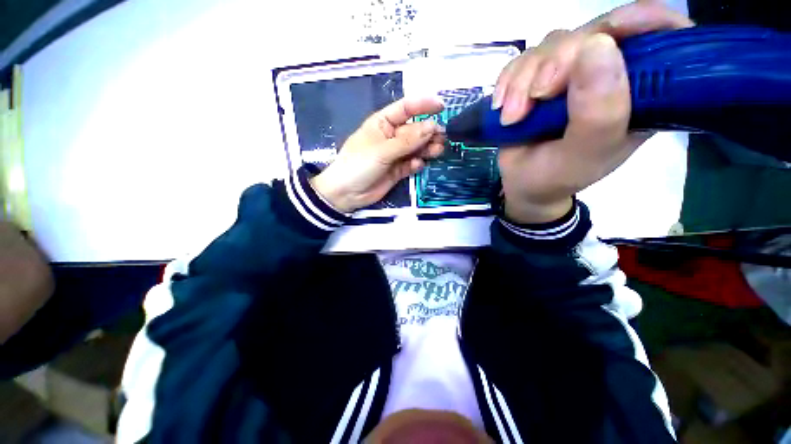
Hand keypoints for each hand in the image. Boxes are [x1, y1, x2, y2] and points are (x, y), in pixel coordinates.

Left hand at [310, 97, 445, 212]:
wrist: (346, 193)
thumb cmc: (358, 164)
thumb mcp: (382, 150)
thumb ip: (407, 141)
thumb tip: (432, 127)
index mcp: (383, 123)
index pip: (405, 109)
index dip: (423, 105)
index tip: (441, 107)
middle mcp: (391, 137)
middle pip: (414, 130)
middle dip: (428, 132)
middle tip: (442, 137)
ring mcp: (395, 155)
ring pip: (416, 148)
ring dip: (427, 148)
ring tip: (438, 150)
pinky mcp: (398, 171)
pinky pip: (411, 164)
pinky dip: (416, 164)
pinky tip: (417, 165)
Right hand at [494, 1, 692, 223]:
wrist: (523, 184)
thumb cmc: (557, 176)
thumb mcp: (583, 155)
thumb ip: (598, 112)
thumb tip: (597, 46)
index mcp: (640, 94)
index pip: (662, 37)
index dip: (644, 21)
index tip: (614, 30)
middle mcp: (610, 75)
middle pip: (593, 34)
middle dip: (557, 62)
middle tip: (537, 97)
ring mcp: (572, 73)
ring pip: (553, 44)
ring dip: (524, 79)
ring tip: (512, 117)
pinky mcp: (540, 76)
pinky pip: (523, 59)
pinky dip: (508, 80)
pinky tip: (502, 106)